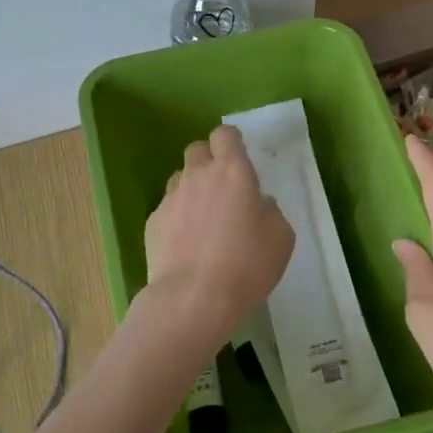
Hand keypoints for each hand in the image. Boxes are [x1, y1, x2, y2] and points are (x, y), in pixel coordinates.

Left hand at [143, 125, 293, 337]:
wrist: (194, 297)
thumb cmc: (247, 264)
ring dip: (191, 188)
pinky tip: (186, 244)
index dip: (231, 142)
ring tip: (203, 218)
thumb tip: (257, 203)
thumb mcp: (281, 237)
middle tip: (222, 187)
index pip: (225, 135)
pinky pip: (167, 209)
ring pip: (179, 178)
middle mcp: (198, 176)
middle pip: (197, 149)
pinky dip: (176, 218)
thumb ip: (269, 211)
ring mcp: (170, 198)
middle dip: (208, 160)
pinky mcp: (152, 223)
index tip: (239, 158)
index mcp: (232, 171)